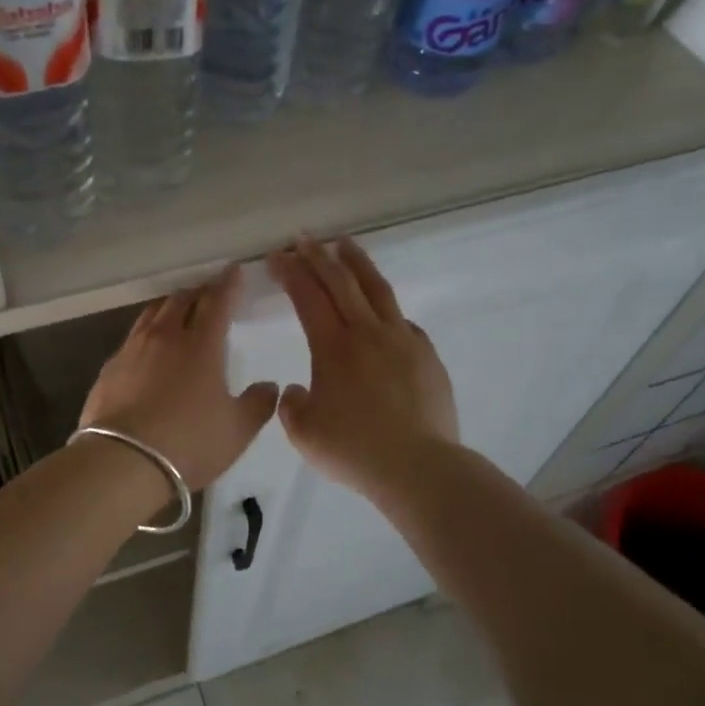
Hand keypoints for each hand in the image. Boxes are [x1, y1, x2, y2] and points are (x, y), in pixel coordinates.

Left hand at [79, 266, 278, 492]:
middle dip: (198, 292)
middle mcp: (165, 337)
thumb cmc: (189, 443)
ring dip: (169, 307)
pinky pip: (132, 338)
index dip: (228, 284)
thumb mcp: (237, 430)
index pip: (217, 302)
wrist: (122, 462)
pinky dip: (146, 334)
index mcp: (201, 345)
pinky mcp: (109, 368)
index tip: (233, 271)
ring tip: (177, 312)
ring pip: (152, 314)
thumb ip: (258, 404)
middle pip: (181, 300)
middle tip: (208, 294)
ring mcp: (132, 350)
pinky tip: (148, 349)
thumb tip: (270, 386)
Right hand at [266, 237, 458, 500]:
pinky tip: (382, 312)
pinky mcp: (426, 355)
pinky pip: (402, 321)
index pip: (308, 296)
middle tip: (304, 238)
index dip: (291, 272)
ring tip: (345, 245)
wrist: (418, 467)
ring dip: (357, 263)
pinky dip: (385, 308)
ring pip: (377, 289)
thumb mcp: (304, 433)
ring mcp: (402, 340)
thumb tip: (299, 389)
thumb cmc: (354, 450)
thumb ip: (292, 406)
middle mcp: (367, 333)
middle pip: (341, 281)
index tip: (278, 256)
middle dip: (318, 256)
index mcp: (333, 347)